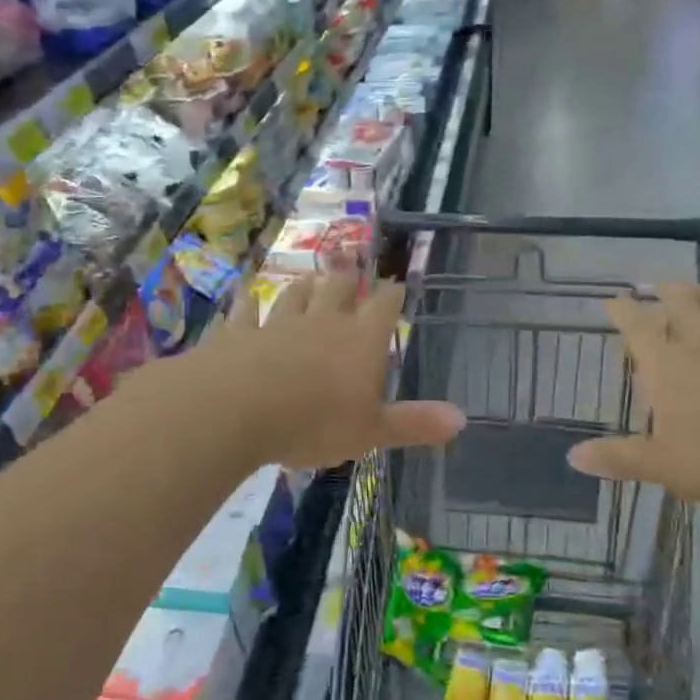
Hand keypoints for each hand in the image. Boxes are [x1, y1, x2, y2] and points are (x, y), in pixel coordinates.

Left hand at [189, 272, 465, 469]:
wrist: (237, 409)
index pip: (384, 306)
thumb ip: (414, 423)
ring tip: (309, 278)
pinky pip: (245, 313)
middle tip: (350, 268)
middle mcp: (322, 322)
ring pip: (294, 295)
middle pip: (339, 289)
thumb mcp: (372, 431)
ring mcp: (278, 324)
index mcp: (361, 340)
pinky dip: (248, 305)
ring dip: (304, 287)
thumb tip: (462, 419)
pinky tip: (246, 296)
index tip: (396, 284)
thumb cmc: (315, 422)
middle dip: (347, 279)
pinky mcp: (238, 334)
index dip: (392, 294)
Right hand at [567, 285, 699, 511]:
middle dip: (666, 291)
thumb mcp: (662, 464)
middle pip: (682, 304)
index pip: (638, 327)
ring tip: (697, 291)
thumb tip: (573, 456)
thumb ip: (619, 458)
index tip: (612, 299)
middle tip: (657, 285)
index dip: (623, 311)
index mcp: (667, 364)